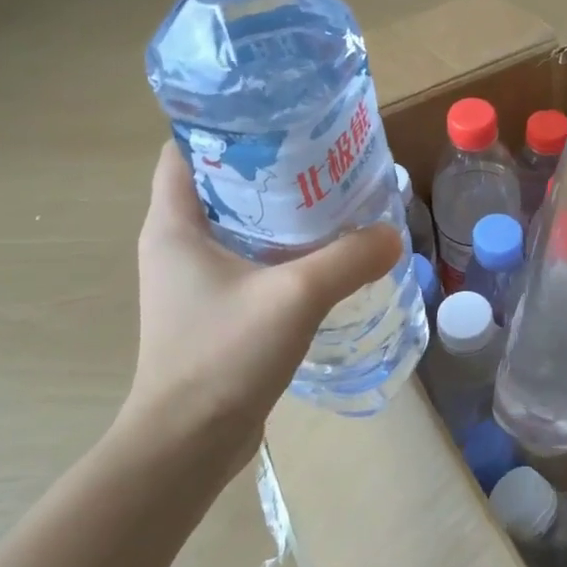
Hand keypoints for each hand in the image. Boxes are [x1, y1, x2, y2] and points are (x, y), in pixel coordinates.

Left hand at [116, 142, 401, 480]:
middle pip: (221, 186)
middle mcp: (176, 247)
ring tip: (334, 201)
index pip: (187, 151)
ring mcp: (194, 283)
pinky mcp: (214, 312)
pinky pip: (251, 264)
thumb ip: (348, 259)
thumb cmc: (223, 355)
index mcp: (173, 226)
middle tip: (324, 158)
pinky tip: (325, 257)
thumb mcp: (295, 296)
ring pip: (240, 228)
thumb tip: (393, 234)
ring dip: (282, 214)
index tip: (281, 121)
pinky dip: (283, 253)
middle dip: (271, 169)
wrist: (188, 445)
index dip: (228, 128)